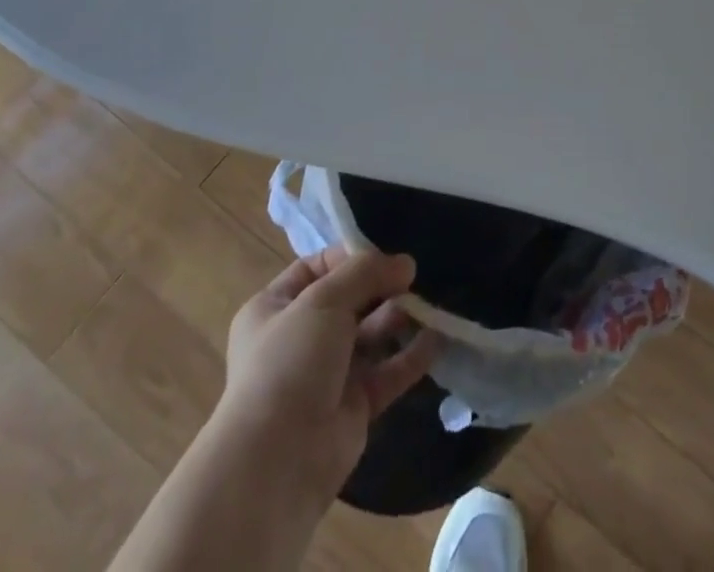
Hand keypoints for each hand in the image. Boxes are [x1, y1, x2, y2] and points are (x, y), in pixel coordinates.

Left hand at [209, 247, 438, 513]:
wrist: (276, 463)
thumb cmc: (289, 363)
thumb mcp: (322, 301)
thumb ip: (364, 272)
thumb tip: (405, 262)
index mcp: (275, 308)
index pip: (317, 268)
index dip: (351, 256)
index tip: (388, 251)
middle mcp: (300, 338)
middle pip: (350, 300)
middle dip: (383, 285)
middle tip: (417, 275)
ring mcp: (328, 374)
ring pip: (371, 334)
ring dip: (400, 316)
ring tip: (431, 302)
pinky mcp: (354, 406)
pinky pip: (388, 371)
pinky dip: (411, 355)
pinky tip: (438, 337)